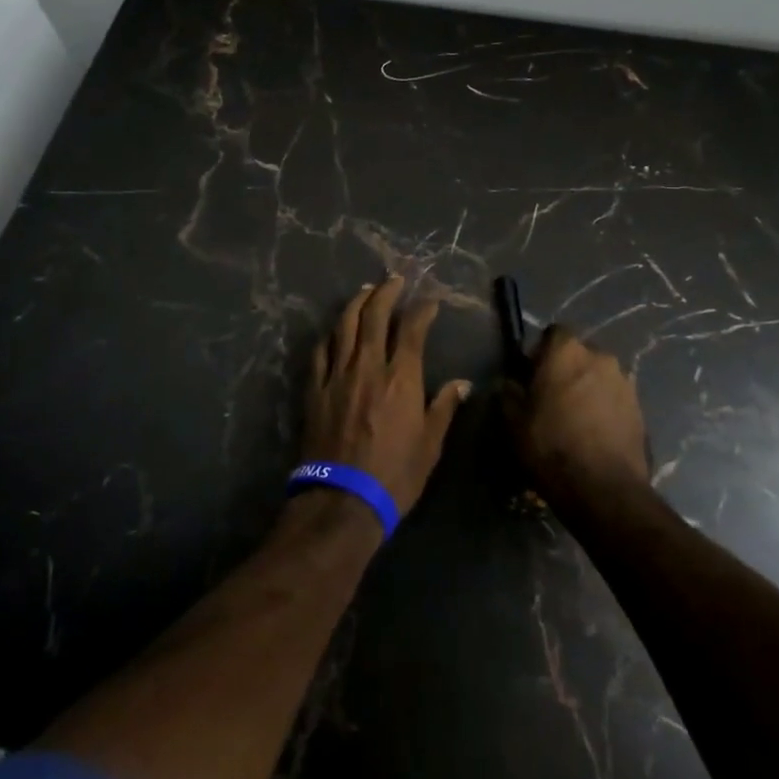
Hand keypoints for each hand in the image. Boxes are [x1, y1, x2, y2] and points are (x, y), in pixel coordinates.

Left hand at [301, 275, 471, 515]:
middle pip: (375, 315)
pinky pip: (321, 351)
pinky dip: (330, 334)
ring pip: (345, 325)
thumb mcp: (430, 445)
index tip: (430, 301)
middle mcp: (369, 366)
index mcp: (402, 377)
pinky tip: (335, 330)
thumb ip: (444, 407)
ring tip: (366, 290)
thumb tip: (463, 383)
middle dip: (386, 292)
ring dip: (357, 303)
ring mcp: (338, 375)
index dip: (422, 310)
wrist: (343, 499)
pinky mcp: (315, 389)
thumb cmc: (395, 474)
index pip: (413, 329)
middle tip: (394, 279)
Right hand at [503, 325, 648, 507]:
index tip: (532, 376)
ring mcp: (625, 382)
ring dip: (587, 389)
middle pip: (578, 355)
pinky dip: (604, 409)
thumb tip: (508, 383)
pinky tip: (594, 434)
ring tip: (575, 420)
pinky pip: (615, 399)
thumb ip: (508, 393)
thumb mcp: (513, 421)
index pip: (553, 333)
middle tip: (552, 399)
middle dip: (566, 370)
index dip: (541, 352)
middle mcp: (600, 357)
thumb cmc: (551, 446)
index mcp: (567, 351)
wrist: (603, 489)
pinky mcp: (640, 409)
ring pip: (599, 377)